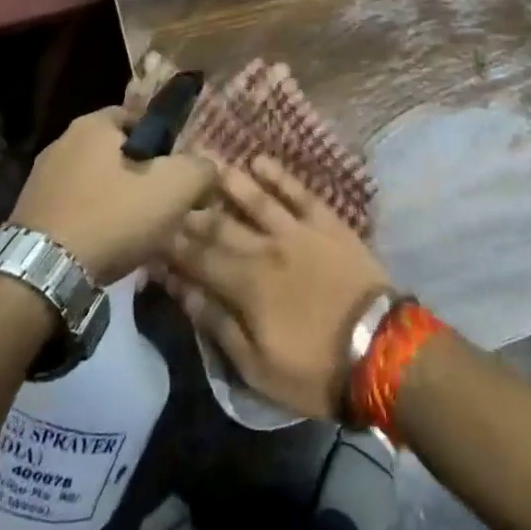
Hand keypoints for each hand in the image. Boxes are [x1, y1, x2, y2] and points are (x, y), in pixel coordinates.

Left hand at [9, 108, 214, 284]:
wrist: (42, 275)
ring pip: (95, 182)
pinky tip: (105, 248)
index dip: (164, 144)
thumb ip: (200, 169)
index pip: (139, 118)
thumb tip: (207, 167)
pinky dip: (92, 223)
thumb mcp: (174, 188)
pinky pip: (74, 209)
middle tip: (161, 206)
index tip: (177, 174)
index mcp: (93, 124)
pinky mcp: (29, 213)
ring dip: (115, 201)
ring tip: (135, 233)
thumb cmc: (112, 217)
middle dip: (140, 175)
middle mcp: (62, 141)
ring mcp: (40, 178)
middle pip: (117, 152)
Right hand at [161, 155, 391, 418]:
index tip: (150, 233)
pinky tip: (260, 161)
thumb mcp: (256, 366)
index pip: (197, 258)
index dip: (171, 246)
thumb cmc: (315, 369)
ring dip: (230, 183)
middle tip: (170, 195)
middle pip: (220, 224)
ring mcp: (298, 231)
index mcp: (245, 285)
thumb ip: (217, 324)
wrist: (381, 350)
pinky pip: (299, 192)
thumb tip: (181, 290)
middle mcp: (265, 248)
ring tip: (207, 164)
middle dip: (192, 211)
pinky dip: (279, 176)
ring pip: (256, 199)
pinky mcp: (327, 223)